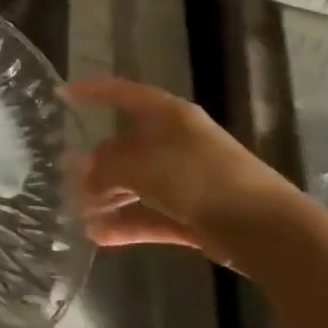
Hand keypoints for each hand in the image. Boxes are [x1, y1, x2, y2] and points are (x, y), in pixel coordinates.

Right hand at [64, 75, 294, 265]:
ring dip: (108, 199)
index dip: (92, 91)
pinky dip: (128, 224)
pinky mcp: (196, 216)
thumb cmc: (197, 177)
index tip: (62, 94)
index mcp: (168, 115)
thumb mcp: (139, 164)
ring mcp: (188, 180)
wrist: (266, 229)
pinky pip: (152, 215)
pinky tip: (99, 236)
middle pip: (126, 147)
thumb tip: (79, 170)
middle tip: (66, 180)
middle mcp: (177, 142)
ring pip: (138, 185)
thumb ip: (104, 166)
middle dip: (96, 165)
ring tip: (79, 214)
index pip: (123, 93)